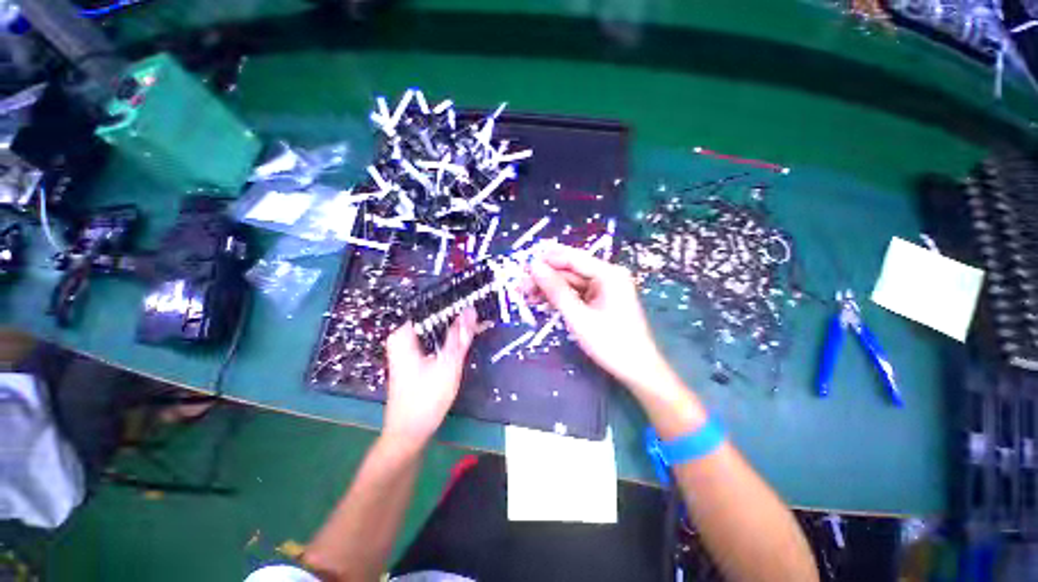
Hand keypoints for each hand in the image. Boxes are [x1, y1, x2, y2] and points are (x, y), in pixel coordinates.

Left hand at [383, 309, 477, 445]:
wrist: (409, 433)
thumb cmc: (426, 399)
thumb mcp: (448, 364)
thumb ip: (460, 336)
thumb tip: (470, 310)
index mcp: (404, 334)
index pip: (430, 309)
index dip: (453, 305)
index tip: (473, 303)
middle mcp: (402, 338)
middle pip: (433, 320)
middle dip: (456, 319)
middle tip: (479, 317)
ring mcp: (406, 349)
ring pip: (435, 331)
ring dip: (454, 330)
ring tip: (475, 326)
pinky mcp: (413, 358)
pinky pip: (433, 341)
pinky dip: (448, 341)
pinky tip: (462, 341)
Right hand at [527, 244, 672, 391]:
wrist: (637, 371)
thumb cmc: (610, 343)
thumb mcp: (578, 316)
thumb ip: (555, 290)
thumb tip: (534, 266)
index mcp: (608, 274)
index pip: (572, 258)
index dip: (546, 260)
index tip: (522, 266)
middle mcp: (607, 275)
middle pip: (570, 270)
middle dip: (545, 277)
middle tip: (520, 285)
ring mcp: (604, 288)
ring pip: (570, 282)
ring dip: (549, 288)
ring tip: (525, 295)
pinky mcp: (600, 300)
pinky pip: (576, 293)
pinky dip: (559, 297)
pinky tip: (541, 301)